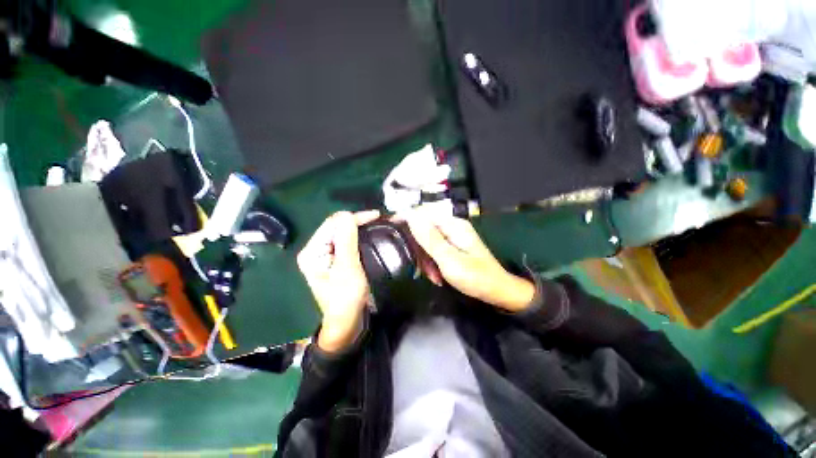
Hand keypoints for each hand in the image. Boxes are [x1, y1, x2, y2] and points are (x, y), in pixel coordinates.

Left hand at [297, 210, 379, 352]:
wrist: (347, 322)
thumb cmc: (346, 298)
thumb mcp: (347, 269)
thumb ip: (346, 241)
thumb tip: (347, 215)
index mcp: (312, 251)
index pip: (332, 224)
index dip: (353, 218)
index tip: (376, 216)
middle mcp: (316, 250)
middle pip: (336, 226)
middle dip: (356, 221)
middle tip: (378, 219)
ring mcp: (325, 254)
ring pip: (343, 232)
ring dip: (359, 227)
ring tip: (376, 223)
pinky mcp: (335, 259)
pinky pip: (347, 241)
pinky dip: (358, 236)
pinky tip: (368, 234)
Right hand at [405, 207, 534, 311]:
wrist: (497, 291)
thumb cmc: (475, 277)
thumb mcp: (449, 260)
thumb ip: (429, 238)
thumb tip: (411, 216)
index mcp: (453, 225)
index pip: (423, 213)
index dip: (405, 219)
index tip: (389, 229)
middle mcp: (452, 227)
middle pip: (424, 229)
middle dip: (418, 248)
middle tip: (418, 268)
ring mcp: (453, 237)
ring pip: (428, 242)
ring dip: (426, 259)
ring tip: (431, 276)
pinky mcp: (453, 247)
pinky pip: (435, 250)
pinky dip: (433, 262)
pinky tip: (436, 276)